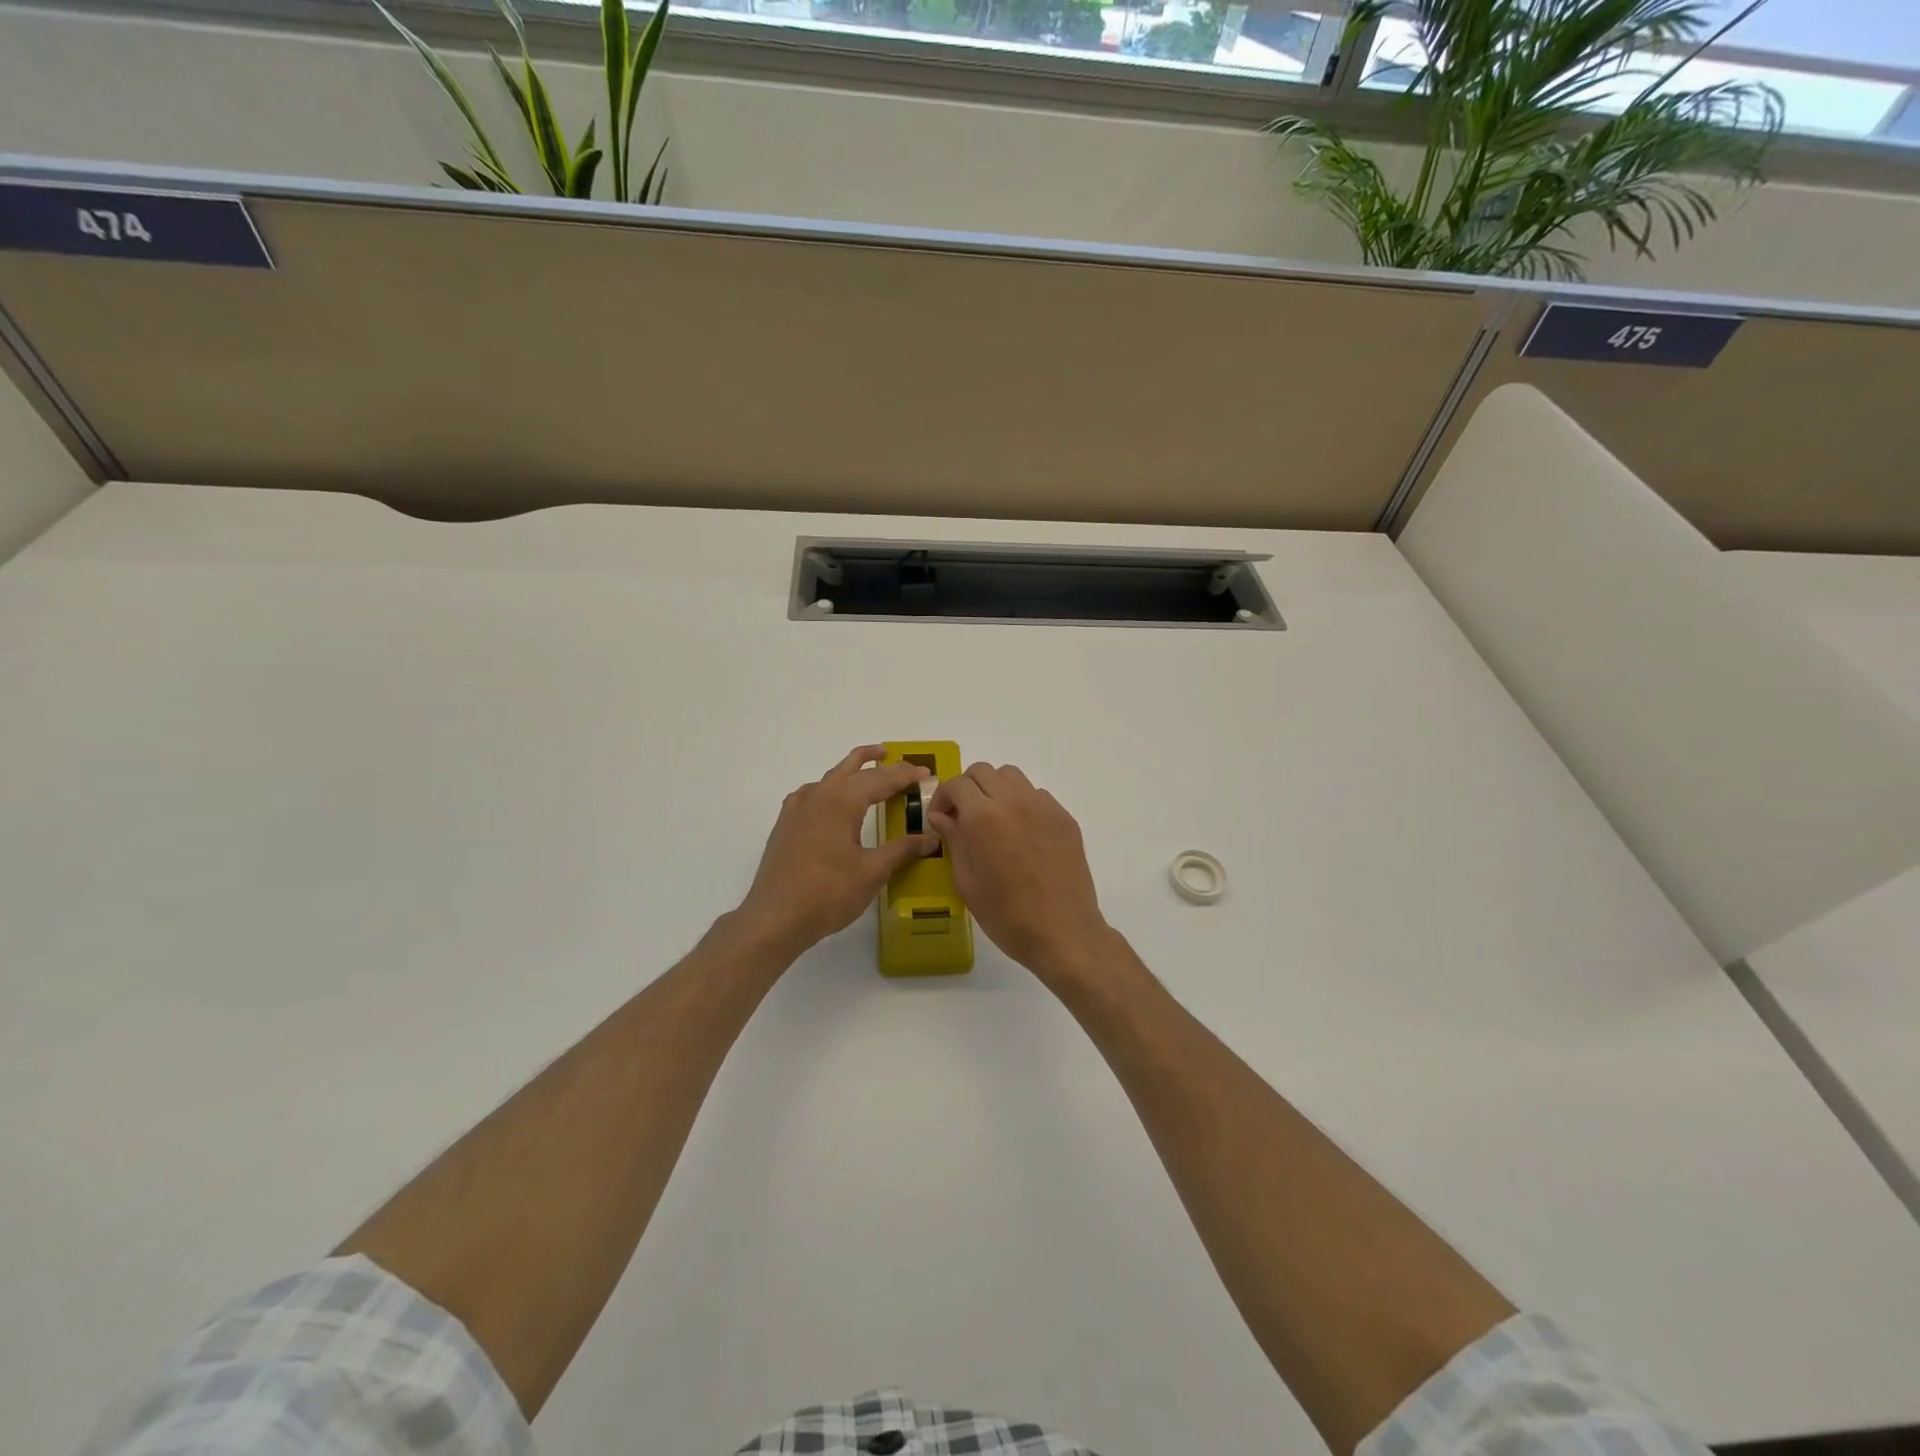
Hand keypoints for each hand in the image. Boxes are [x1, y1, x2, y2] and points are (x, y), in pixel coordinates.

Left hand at [736, 746, 938, 957]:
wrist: (775, 918)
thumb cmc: (828, 893)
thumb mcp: (873, 872)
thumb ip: (902, 850)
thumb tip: (930, 838)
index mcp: (842, 800)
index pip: (881, 779)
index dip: (905, 775)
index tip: (926, 773)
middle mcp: (819, 795)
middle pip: (853, 768)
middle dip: (879, 763)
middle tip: (902, 763)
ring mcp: (798, 808)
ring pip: (830, 777)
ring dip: (852, 770)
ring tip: (869, 771)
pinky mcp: (786, 824)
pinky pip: (812, 794)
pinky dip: (829, 789)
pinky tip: (831, 803)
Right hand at [926, 763, 1110, 979]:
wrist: (1063, 933)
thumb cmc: (1007, 916)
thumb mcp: (967, 883)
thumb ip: (954, 841)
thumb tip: (942, 817)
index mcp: (984, 818)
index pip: (957, 784)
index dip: (943, 797)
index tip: (941, 818)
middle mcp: (1014, 802)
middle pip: (984, 771)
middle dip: (967, 788)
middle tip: (963, 817)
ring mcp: (1044, 807)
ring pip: (1012, 777)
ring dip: (995, 790)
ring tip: (993, 820)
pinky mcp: (1065, 818)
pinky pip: (1037, 795)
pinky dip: (1021, 803)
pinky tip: (1021, 834)